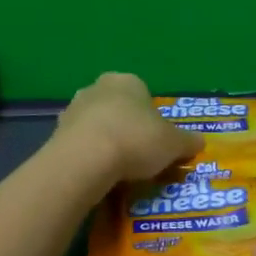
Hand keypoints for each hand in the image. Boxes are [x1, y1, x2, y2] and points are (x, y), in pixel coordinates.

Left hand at [55, 73, 200, 183]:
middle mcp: (98, 87)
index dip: (153, 119)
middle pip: (119, 108)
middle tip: (139, 156)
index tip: (157, 142)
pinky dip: (89, 156)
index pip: (144, 95)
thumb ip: (188, 141)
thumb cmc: (136, 140)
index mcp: (128, 81)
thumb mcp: (174, 143)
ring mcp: (73, 108)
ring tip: (118, 170)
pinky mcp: (56, 132)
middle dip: (128, 128)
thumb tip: (200, 142)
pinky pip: (80, 144)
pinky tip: (98, 175)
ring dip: (107, 141)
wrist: (86, 159)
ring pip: (98, 125)